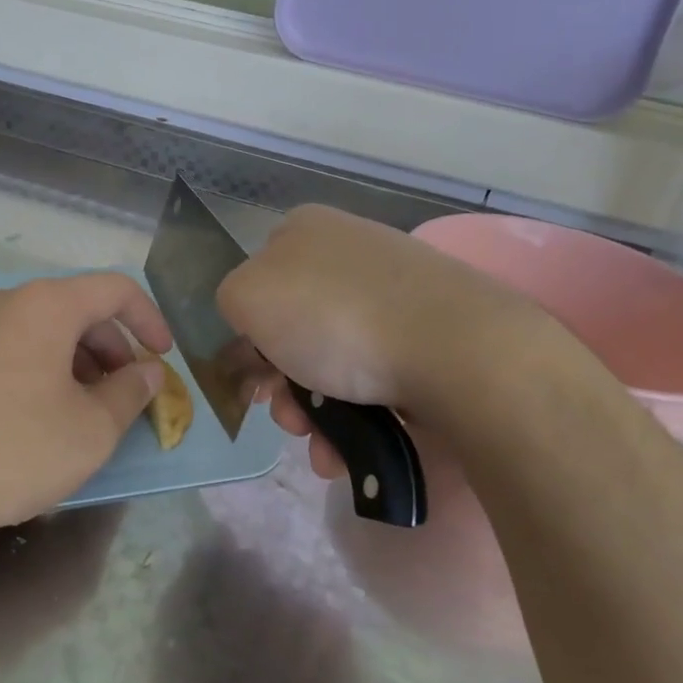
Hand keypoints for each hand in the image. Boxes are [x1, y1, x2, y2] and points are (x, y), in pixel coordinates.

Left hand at [0, 273, 172, 540]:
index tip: (162, 356)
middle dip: (108, 346)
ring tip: (80, 405)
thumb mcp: (92, 429)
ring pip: (33, 327)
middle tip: (123, 390)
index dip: (148, 319)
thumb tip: (147, 372)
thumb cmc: (15, 449)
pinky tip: (31, 408)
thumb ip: (131, 392)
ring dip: (70, 357)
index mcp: (44, 304)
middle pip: (71, 308)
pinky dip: (30, 364)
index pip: (113, 290)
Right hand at [216, 206, 546, 477]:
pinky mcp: (431, 334)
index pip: (258, 282)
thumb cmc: (333, 316)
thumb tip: (257, 327)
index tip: (252, 378)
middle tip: (288, 419)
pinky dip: (356, 417)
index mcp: (306, 230)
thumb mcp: (246, 297)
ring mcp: (396, 293)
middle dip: (283, 387)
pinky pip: (376, 376)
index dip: (248, 335)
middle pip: (295, 330)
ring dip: (315, 414)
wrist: (452, 347)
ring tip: (322, 449)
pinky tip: (349, 451)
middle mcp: (351, 254)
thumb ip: (230, 302)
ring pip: (334, 362)